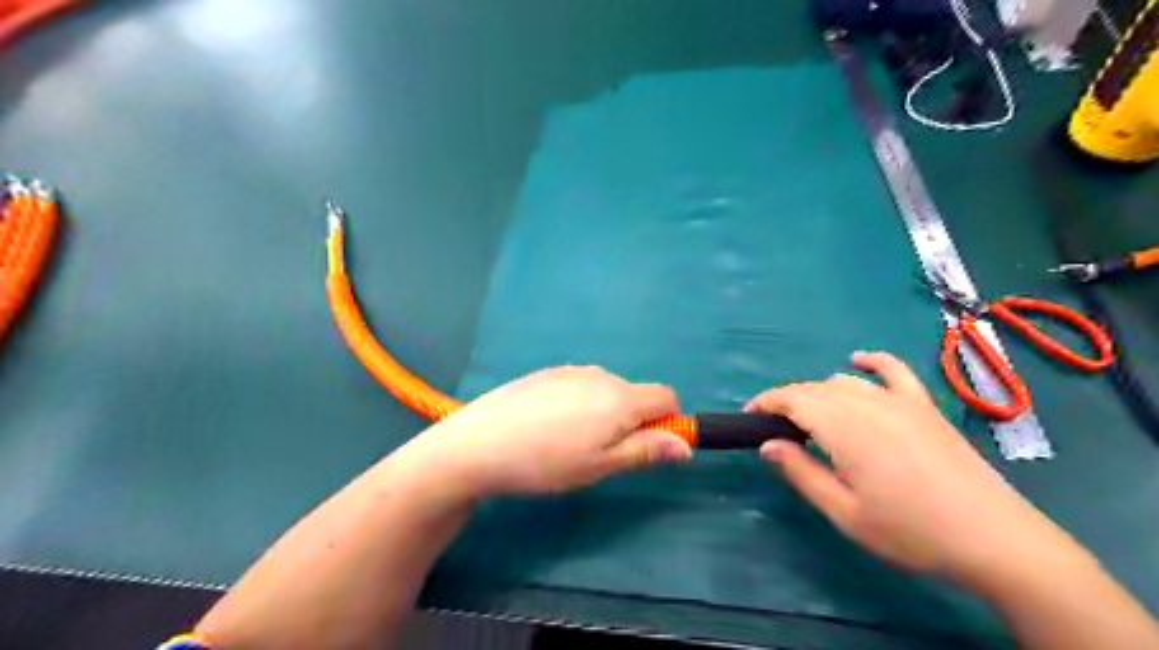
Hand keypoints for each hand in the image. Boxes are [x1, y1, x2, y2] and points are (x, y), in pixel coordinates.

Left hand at [407, 364, 690, 496]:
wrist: (479, 443)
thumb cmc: (546, 462)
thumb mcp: (601, 466)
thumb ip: (646, 451)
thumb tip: (686, 445)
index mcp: (620, 398)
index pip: (667, 396)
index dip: (667, 422)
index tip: (645, 447)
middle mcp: (601, 375)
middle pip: (635, 394)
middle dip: (631, 421)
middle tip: (599, 455)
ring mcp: (571, 370)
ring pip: (606, 391)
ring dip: (604, 413)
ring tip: (568, 443)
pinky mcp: (547, 373)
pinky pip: (580, 386)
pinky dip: (579, 405)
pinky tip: (547, 426)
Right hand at [747, 352, 1071, 580]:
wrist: (993, 538)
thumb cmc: (910, 531)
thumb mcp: (844, 512)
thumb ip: (801, 473)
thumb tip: (767, 444)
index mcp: (844, 428)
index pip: (792, 399)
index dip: (766, 402)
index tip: (749, 415)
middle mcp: (868, 404)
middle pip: (814, 389)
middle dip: (787, 400)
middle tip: (775, 427)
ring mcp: (900, 400)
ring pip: (844, 382)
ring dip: (818, 392)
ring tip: (811, 417)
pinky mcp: (925, 405)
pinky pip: (894, 370)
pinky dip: (871, 362)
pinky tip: (858, 362)